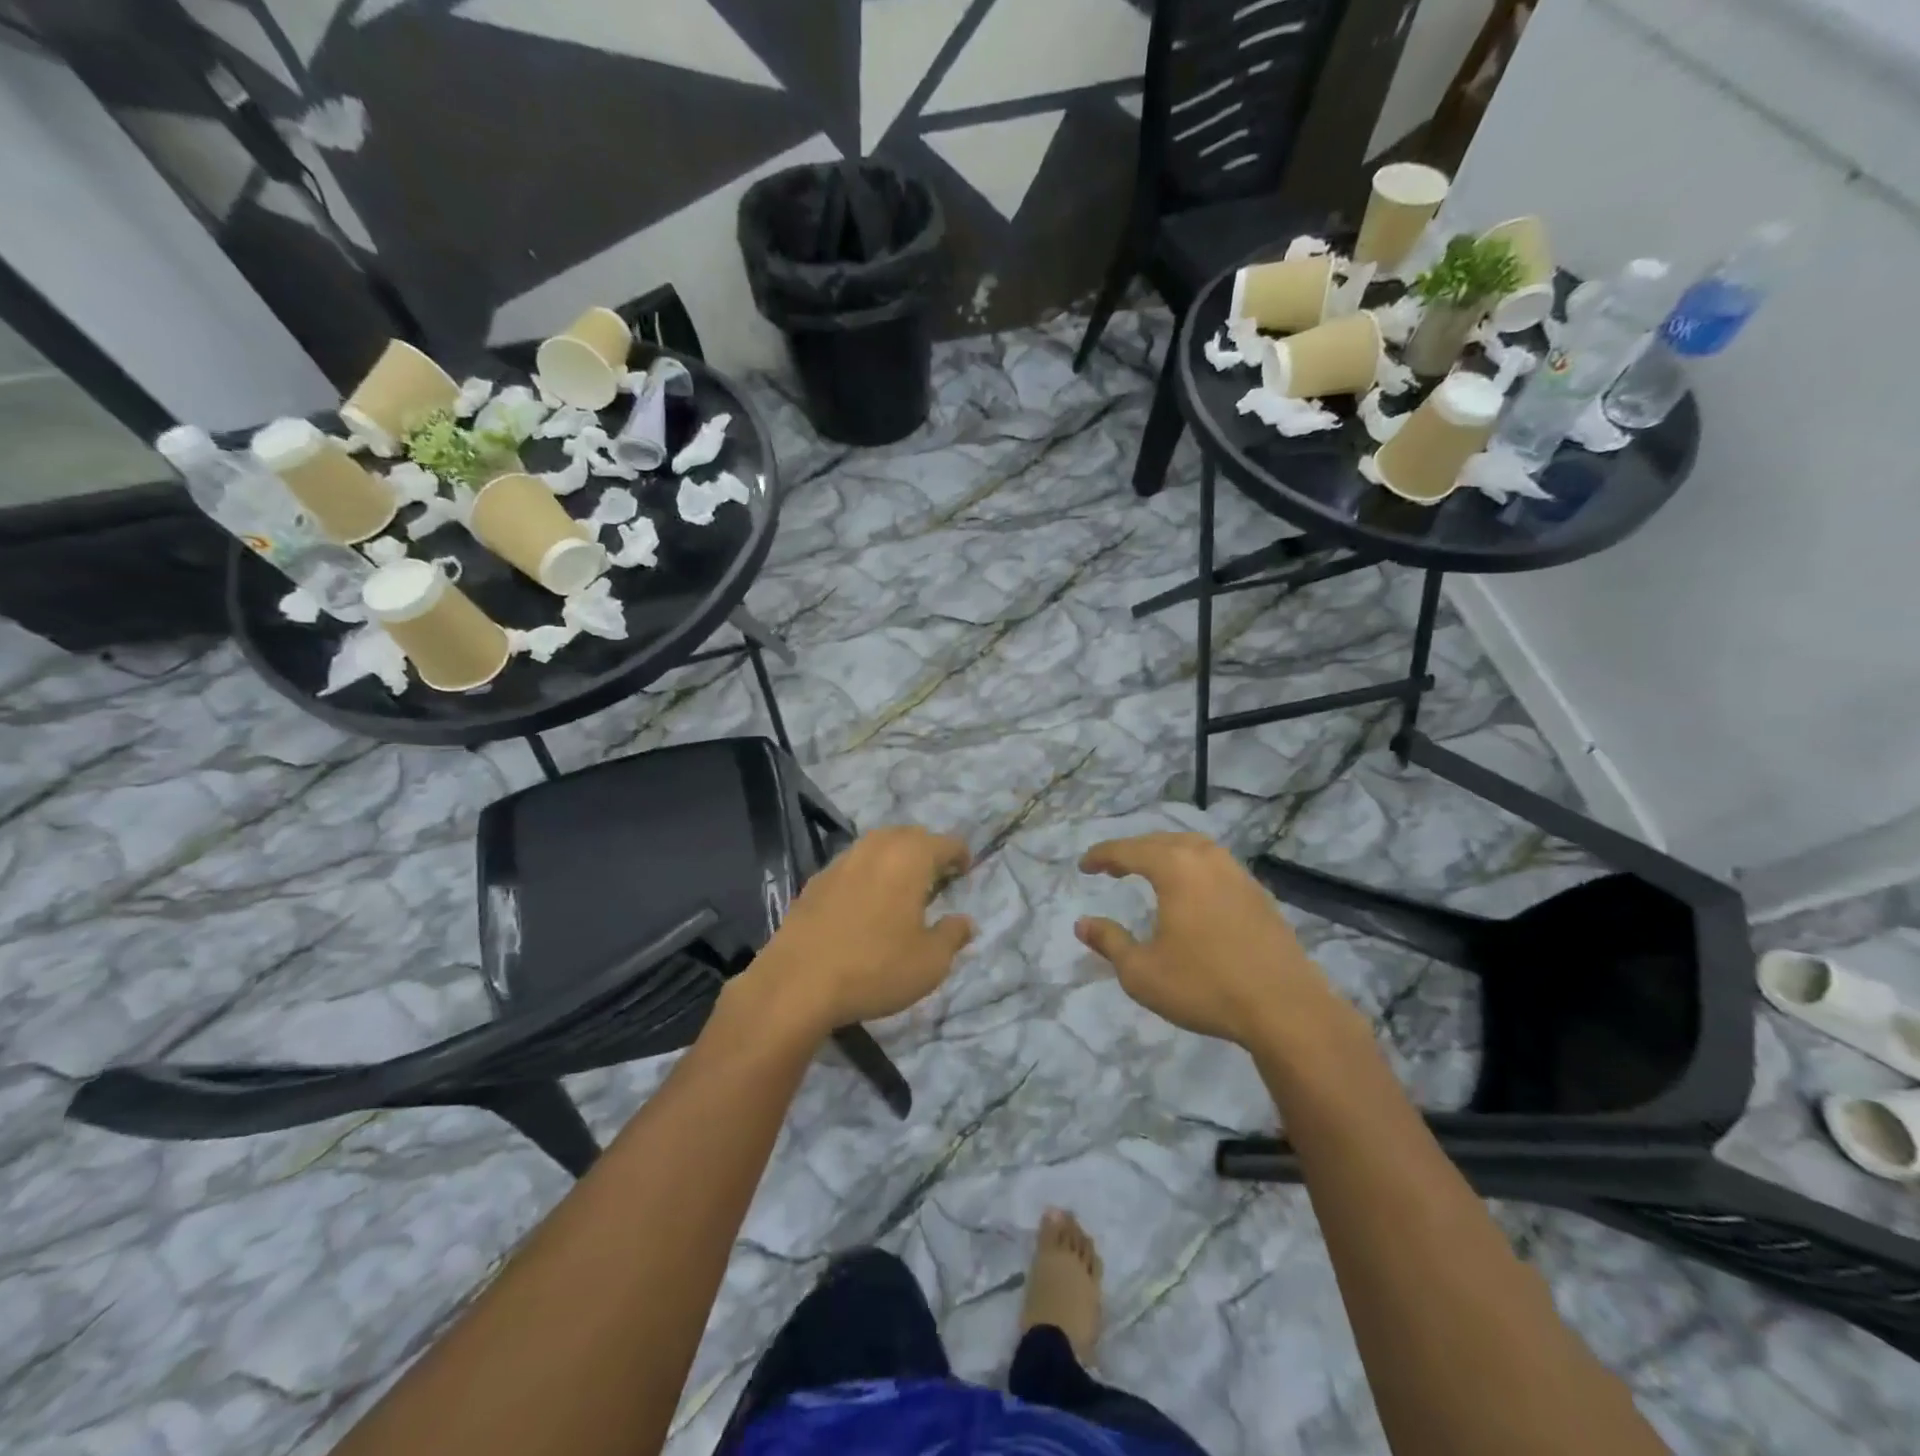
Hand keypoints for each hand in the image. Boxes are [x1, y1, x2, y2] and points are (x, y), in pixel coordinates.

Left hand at [744, 826, 974, 1036]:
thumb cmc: (875, 968)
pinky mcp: (815, 881)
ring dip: (894, 858)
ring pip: (876, 846)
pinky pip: (851, 865)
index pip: (944, 842)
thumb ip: (953, 936)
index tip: (964, 871)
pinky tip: (865, 903)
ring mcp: (841, 862)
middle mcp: (875, 848)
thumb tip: (965, 921)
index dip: (959, 854)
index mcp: (909, 858)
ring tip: (901, 887)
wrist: (797, 983)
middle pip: (908, 835)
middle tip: (936, 876)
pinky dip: (866, 873)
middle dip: (926, 850)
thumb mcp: (930, 962)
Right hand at [1076, 833, 1340, 1047]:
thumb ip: (1110, 942)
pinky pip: (1215, 865)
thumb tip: (1082, 924)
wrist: (1286, 1008)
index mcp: (1175, 867)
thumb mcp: (1141, 971)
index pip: (1128, 850)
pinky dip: (1192, 867)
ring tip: (1149, 872)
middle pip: (1161, 841)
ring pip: (1193, 847)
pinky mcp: (1259, 893)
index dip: (1102, 856)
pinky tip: (1191, 892)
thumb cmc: (1205, 986)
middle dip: (1132, 851)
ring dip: (1166, 854)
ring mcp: (1238, 873)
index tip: (1084, 866)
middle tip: (1112, 868)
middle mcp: (1207, 858)